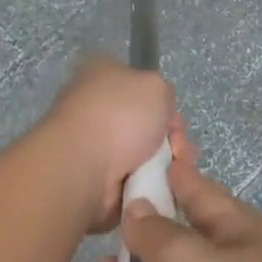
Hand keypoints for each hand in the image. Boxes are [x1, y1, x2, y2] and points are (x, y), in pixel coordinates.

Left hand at [39, 56, 176, 231]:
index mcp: (101, 76)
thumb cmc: (119, 115)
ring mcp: (95, 145)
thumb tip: (156, 111)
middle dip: (171, 138)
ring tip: (174, 171)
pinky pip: (138, 179)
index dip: (164, 103)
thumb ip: (163, 92)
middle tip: (178, 148)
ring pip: (147, 154)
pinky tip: (163, 185)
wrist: (83, 166)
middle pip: (148, 123)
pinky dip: (153, 184)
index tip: (174, 119)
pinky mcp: (99, 179)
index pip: (141, 87)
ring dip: (167, 163)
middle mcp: (96, 108)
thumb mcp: (155, 85)